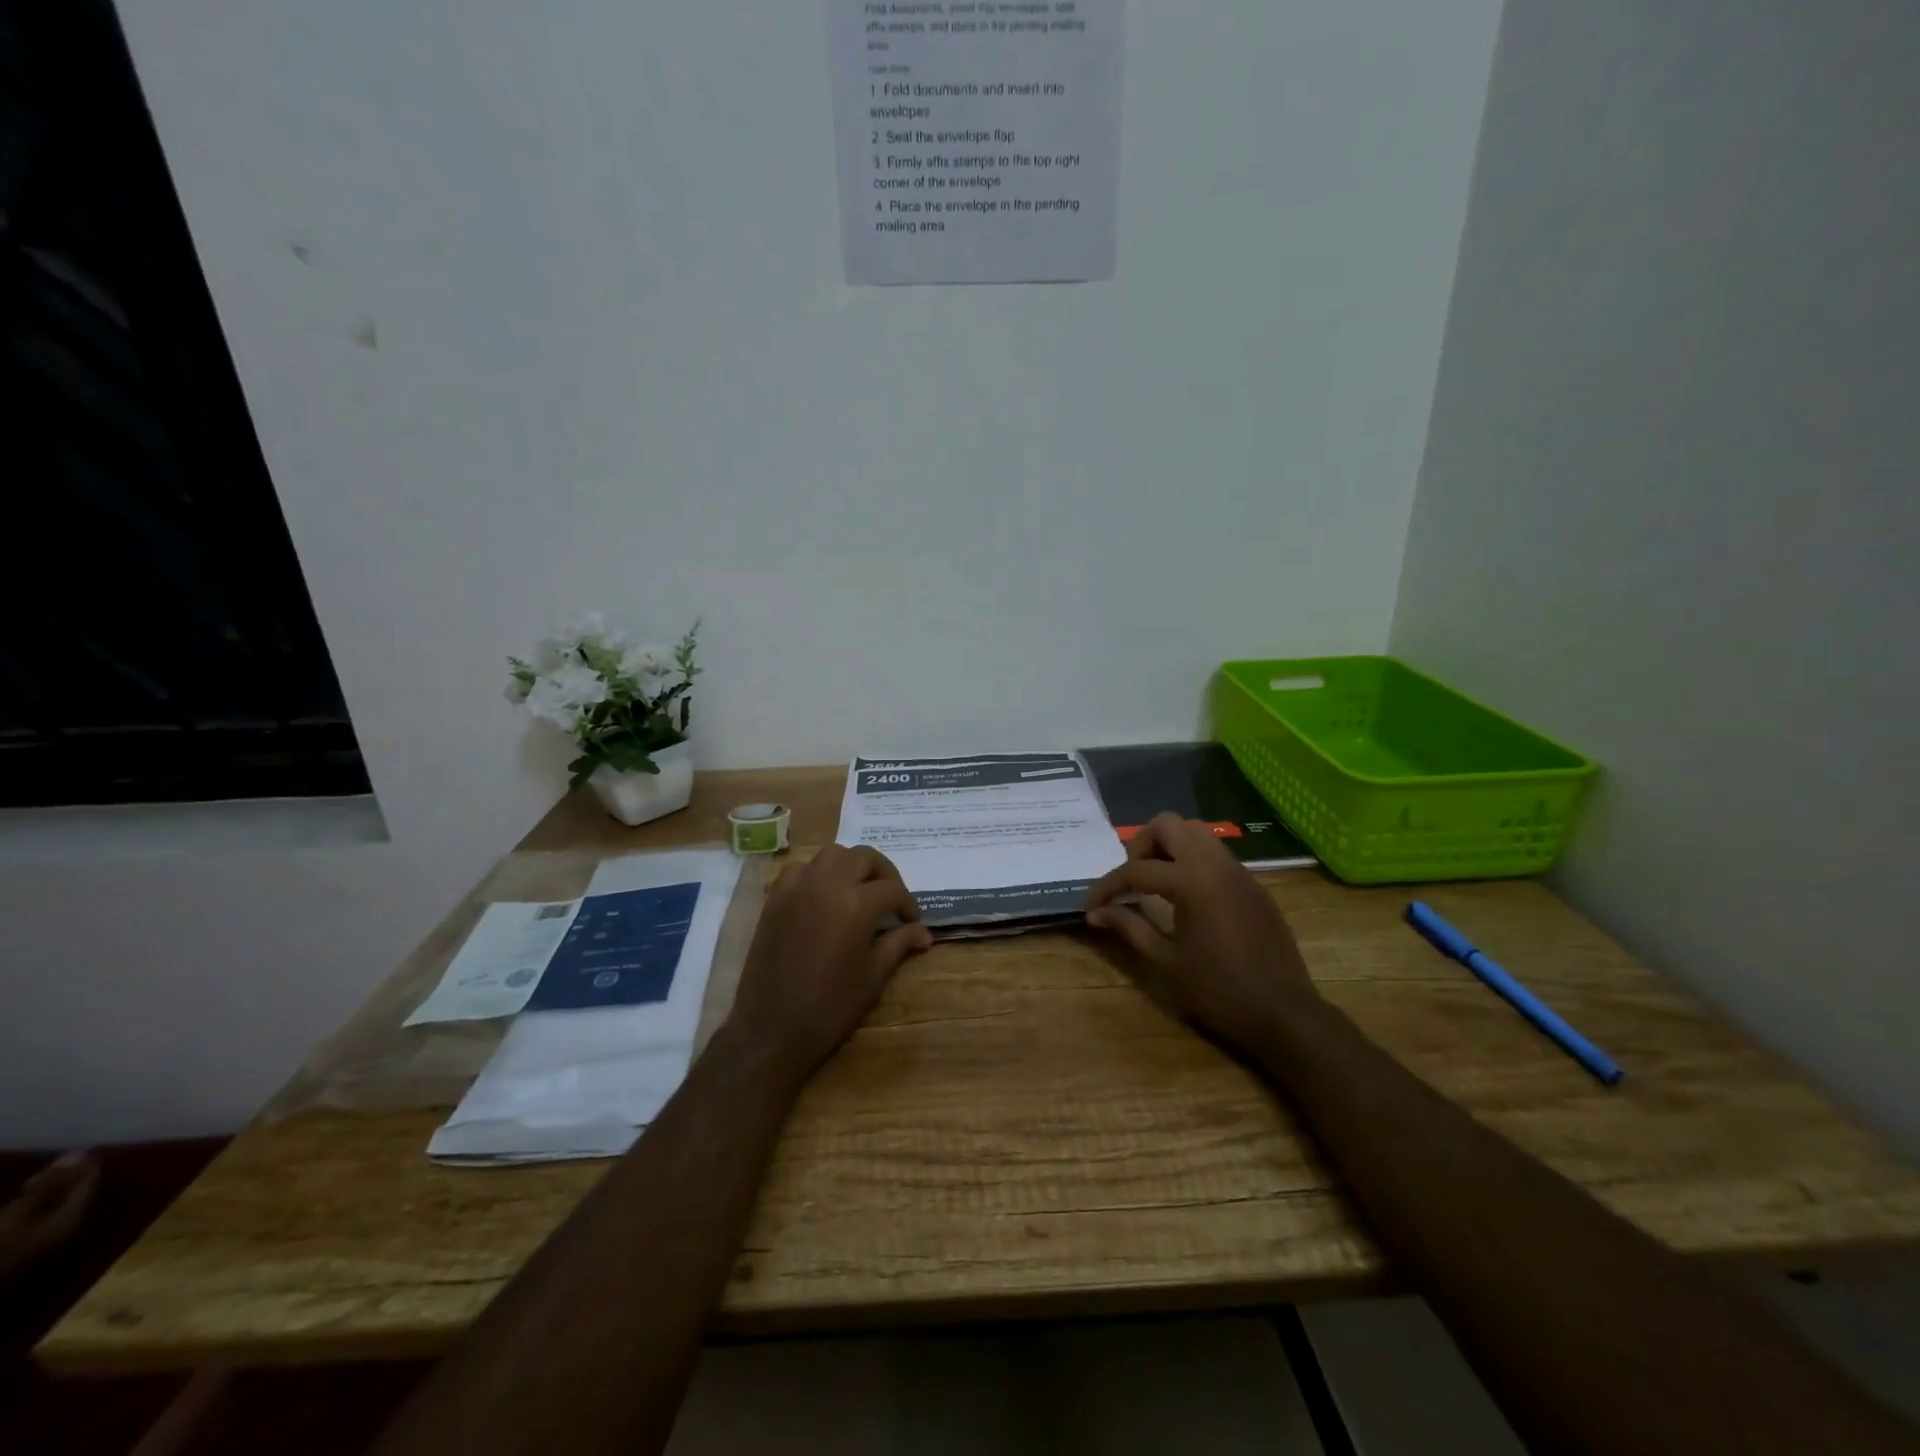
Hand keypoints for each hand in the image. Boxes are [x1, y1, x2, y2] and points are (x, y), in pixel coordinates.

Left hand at [723, 845, 932, 1085]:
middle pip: (863, 857)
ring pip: (831, 855)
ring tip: (859, 891)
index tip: (913, 921)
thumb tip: (924, 933)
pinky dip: (818, 873)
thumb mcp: (873, 976)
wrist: (771, 1030)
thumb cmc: (829, 1007)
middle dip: (884, 873)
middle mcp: (826, 884)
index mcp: (856, 904)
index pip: (892, 889)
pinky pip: (801, 869)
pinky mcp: (775, 898)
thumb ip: (899, 944)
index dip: (908, 904)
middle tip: (891, 899)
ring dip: (851, 866)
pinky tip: (824, 897)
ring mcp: (797, 887)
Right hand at [1085, 813, 1318, 1054]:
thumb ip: (1130, 927)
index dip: (1107, 887)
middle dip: (1140, 845)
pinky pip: (1215, 853)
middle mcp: (1215, 865)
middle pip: (1168, 825)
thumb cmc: (1220, 992)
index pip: (1136, 870)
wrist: (1285, 1014)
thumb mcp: (1167, 962)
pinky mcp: (1252, 885)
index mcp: (1192, 882)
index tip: (1091, 906)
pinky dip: (1191, 860)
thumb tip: (1096, 913)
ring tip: (1153, 881)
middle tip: (1129, 878)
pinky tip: (1184, 895)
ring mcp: (1239, 871)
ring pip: (1196, 832)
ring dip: (1168, 846)